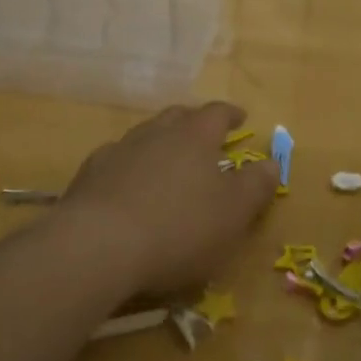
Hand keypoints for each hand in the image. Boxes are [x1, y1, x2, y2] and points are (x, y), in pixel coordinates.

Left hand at [60, 102, 276, 295]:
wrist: (98, 247)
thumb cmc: (179, 228)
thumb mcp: (233, 214)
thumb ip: (255, 186)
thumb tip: (272, 162)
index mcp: (194, 136)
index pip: (216, 113)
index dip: (230, 114)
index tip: (240, 117)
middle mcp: (155, 133)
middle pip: (177, 117)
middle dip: (193, 122)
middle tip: (204, 135)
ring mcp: (118, 151)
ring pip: (144, 136)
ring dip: (159, 144)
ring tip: (167, 163)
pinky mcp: (89, 176)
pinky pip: (116, 161)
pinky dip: (129, 168)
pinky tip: (128, 189)